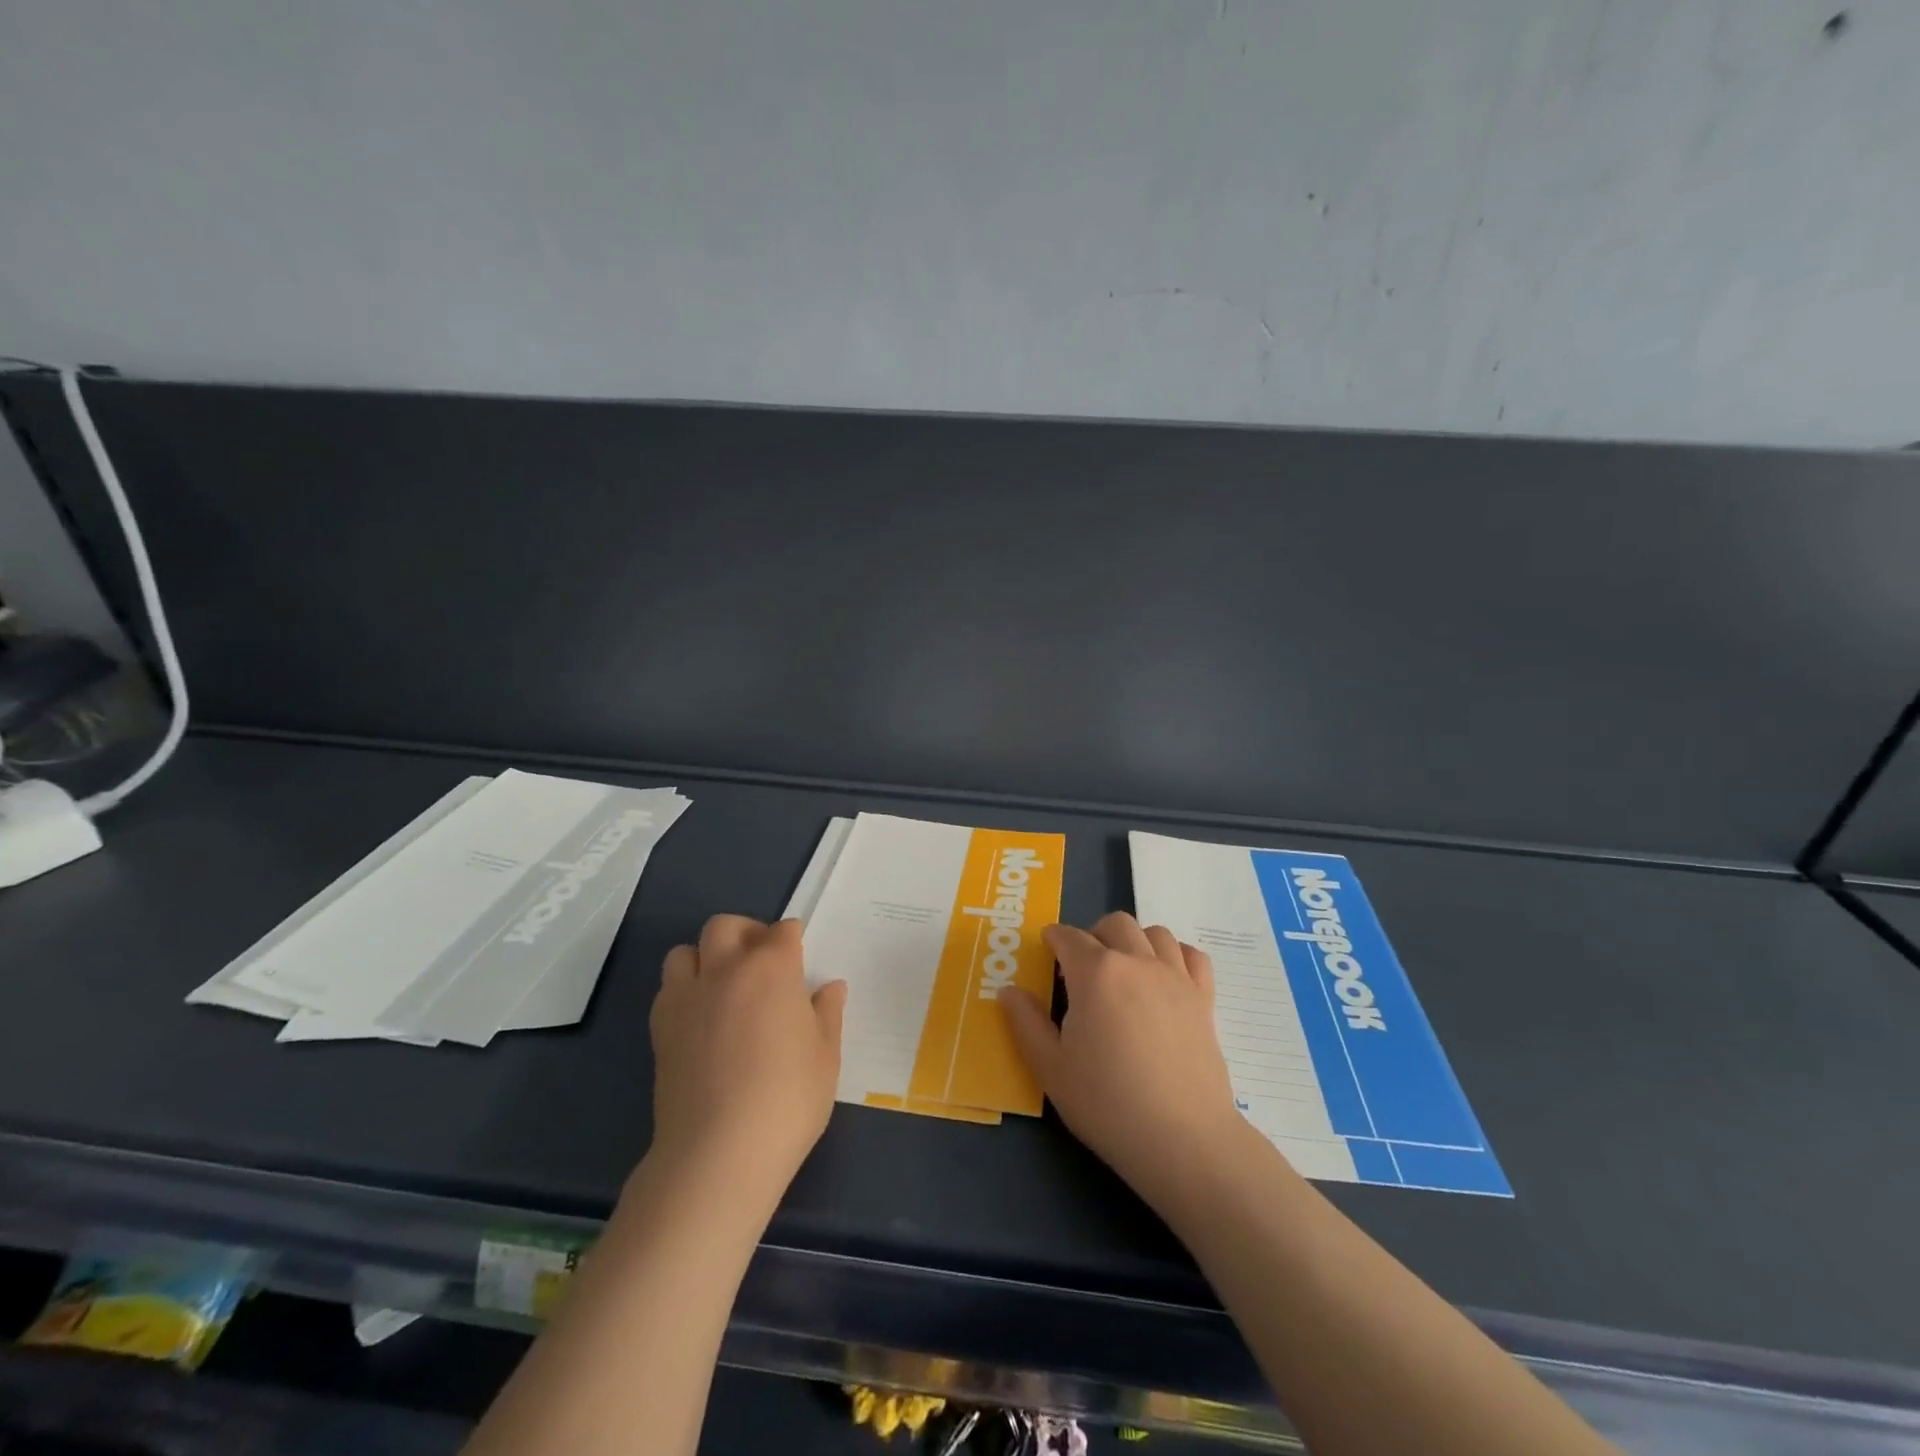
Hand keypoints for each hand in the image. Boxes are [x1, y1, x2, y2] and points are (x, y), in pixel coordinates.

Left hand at [647, 916, 846, 1201]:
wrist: (719, 1151)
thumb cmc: (788, 1098)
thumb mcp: (826, 1056)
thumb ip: (827, 1014)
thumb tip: (829, 987)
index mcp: (772, 968)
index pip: (782, 931)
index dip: (791, 938)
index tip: (798, 954)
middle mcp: (725, 969)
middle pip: (725, 926)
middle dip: (744, 933)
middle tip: (760, 961)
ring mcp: (687, 997)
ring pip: (685, 952)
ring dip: (705, 957)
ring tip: (723, 986)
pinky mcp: (660, 1028)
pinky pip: (667, 989)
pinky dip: (684, 990)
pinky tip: (701, 1019)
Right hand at [1000, 912, 1245, 1211]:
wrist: (1182, 1139)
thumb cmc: (1107, 1103)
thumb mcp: (1050, 1068)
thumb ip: (1026, 1023)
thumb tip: (1009, 990)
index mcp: (1095, 972)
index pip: (1068, 936)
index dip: (1053, 939)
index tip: (1047, 952)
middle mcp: (1136, 961)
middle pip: (1114, 924)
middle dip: (1093, 935)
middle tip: (1082, 967)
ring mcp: (1176, 977)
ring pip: (1155, 933)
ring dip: (1134, 941)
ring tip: (1124, 970)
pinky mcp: (1204, 998)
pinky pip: (1192, 955)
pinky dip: (1176, 955)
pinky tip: (1165, 977)